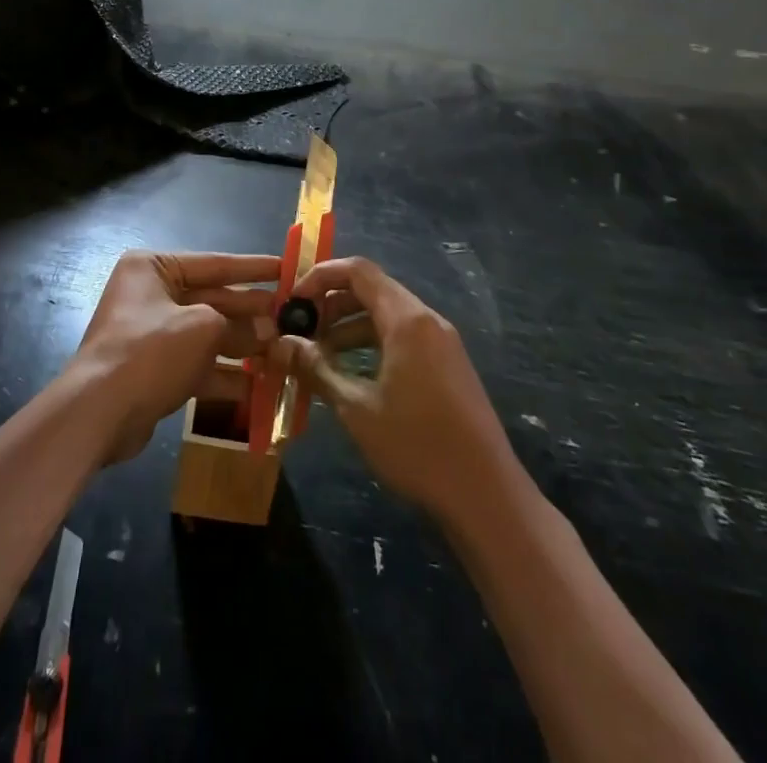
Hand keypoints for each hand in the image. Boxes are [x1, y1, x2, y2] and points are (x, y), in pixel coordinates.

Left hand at [69, 250, 278, 464]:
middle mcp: (150, 294)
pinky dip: (224, 374)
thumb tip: (268, 329)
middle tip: (291, 318)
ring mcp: (151, 334)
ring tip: (281, 352)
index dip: (253, 268)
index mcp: (154, 268)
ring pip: (207, 334)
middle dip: (250, 312)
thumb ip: (238, 324)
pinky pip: (197, 364)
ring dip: (242, 345)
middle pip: (212, 299)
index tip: (287, 268)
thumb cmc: (151, 351)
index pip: (214, 263)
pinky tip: (258, 387)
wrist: (99, 413)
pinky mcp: (154, 369)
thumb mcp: (203, 327)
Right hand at [273, 257, 515, 522]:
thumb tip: (279, 345)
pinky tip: (351, 374)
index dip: (321, 277)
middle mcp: (427, 319)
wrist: (487, 495)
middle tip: (300, 331)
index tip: (293, 302)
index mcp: (407, 319)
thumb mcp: (357, 409)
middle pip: (372, 290)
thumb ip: (316, 369)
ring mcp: (441, 342)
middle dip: (331, 304)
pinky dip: (372, 343)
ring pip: (387, 315)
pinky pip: (402, 336)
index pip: (358, 270)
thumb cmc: (417, 446)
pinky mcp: (448, 364)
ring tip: (318, 355)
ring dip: (349, 326)